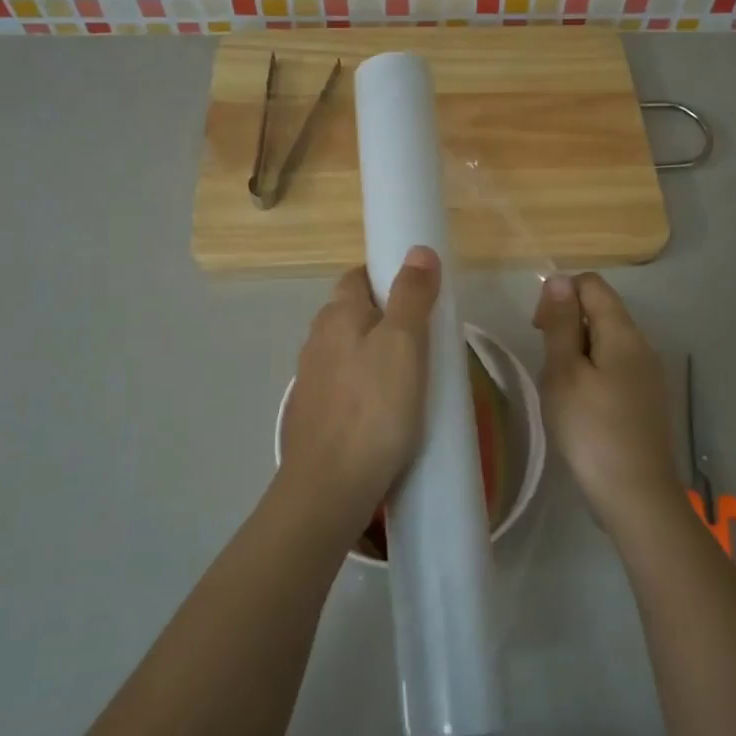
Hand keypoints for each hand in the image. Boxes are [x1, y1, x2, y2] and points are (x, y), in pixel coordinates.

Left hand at [279, 246, 440, 525]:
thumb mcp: (404, 344)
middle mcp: (316, 341)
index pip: (357, 277)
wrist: (330, 486)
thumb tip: (419, 250)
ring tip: (410, 377)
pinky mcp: (313, 414)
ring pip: (347, 352)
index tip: (418, 296)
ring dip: (374, 355)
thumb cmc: (374, 408)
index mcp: (336, 316)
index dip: (387, 277)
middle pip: (352, 314)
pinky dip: (364, 387)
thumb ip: (412, 295)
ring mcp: (310, 380)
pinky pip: (344, 386)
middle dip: (384, 318)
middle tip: (424, 339)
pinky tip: (384, 411)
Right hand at [534, 272, 680, 537]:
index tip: (539, 329)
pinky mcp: (647, 400)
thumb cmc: (591, 429)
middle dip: (567, 324)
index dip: (560, 295)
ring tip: (559, 388)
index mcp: (623, 333)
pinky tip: (580, 406)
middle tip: (546, 364)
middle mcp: (642, 345)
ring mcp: (649, 374)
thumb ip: (561, 324)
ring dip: (577, 352)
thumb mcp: (564, 373)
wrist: (635, 494)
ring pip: (607, 342)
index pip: (592, 285)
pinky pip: (615, 368)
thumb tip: (560, 279)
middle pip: (601, 311)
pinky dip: (592, 373)